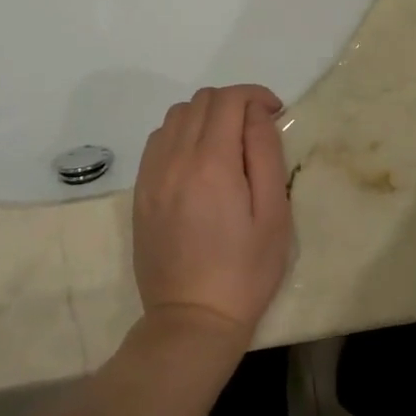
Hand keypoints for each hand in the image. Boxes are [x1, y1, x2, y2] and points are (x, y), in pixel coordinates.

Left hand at [132, 85, 292, 343]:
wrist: (192, 319)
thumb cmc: (245, 271)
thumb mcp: (274, 214)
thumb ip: (265, 153)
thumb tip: (256, 114)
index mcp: (212, 163)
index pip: (229, 100)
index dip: (255, 95)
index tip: (275, 112)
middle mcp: (175, 158)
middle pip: (202, 101)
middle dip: (233, 103)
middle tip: (255, 128)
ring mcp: (152, 174)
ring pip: (176, 115)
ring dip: (205, 115)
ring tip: (226, 142)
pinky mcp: (141, 191)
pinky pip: (158, 140)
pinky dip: (181, 134)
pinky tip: (197, 159)